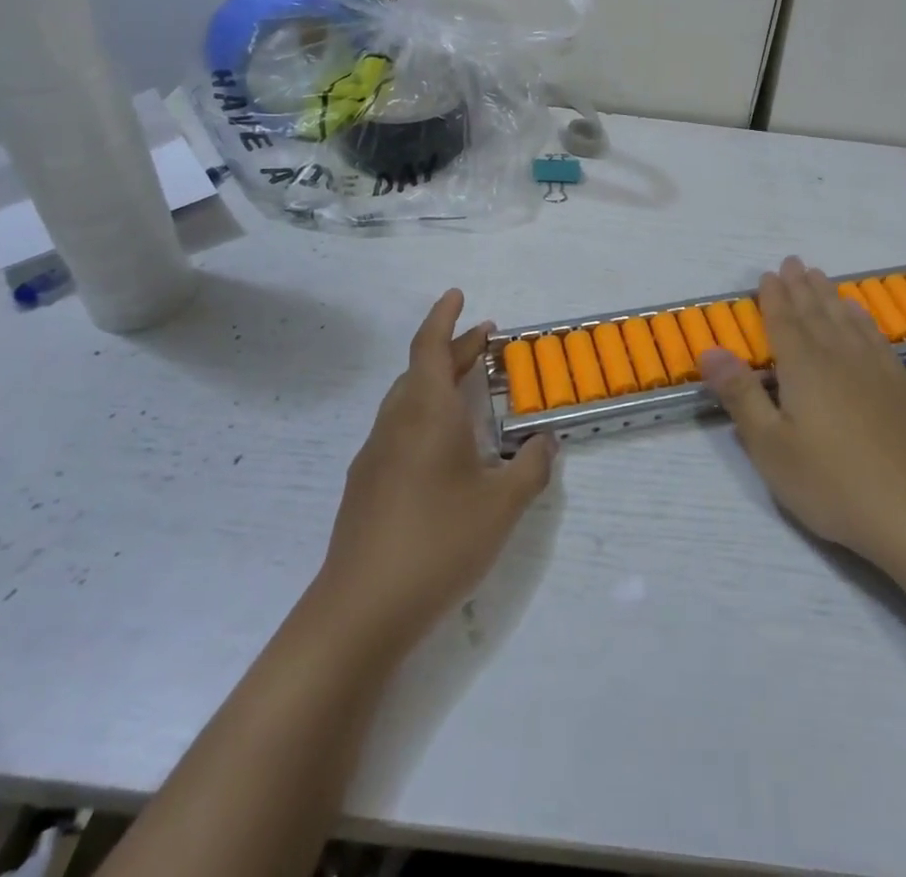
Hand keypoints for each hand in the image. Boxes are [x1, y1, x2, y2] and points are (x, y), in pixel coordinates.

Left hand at [312, 290, 555, 655]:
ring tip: (470, 389)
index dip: (444, 317)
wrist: (359, 611)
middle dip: (454, 350)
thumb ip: (531, 467)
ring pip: (407, 400)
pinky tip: (445, 450)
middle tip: (486, 342)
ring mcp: (375, 456)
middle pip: (421, 370)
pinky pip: (399, 430)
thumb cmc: (438, 542)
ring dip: (438, 383)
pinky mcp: (366, 486)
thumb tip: (546, 442)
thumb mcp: (502, 506)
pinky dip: (425, 416)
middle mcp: (396, 424)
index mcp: (426, 413)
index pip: (431, 347)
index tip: (458, 295)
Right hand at [700, 257, 905, 569]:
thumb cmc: (831, 482)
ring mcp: (874, 369)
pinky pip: (875, 337)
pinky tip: (859, 313)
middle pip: (815, 313)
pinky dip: (863, 319)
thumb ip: (740, 395)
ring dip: (829, 295)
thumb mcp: (771, 446)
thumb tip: (710, 350)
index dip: (774, 297)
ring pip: (846, 319)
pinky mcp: (900, 385)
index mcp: (803, 368)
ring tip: (819, 276)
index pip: (783, 322)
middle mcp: (838, 356)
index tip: (768, 274)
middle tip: (793, 262)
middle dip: (800, 287)